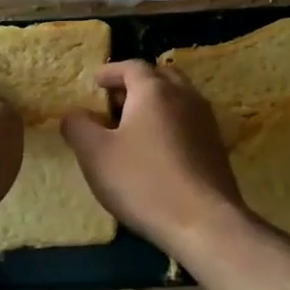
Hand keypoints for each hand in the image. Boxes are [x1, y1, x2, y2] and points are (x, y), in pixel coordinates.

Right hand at [61, 60, 247, 258]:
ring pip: (178, 99)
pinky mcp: (216, 148)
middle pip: (161, 77)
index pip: (132, 66)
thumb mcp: (95, 154)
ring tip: (133, 126)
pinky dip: (170, 124)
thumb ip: (78, 127)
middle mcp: (185, 97)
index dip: (110, 72)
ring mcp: (206, 122)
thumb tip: (73, 114)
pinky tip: (156, 150)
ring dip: (155, 104)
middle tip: (115, 101)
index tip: (95, 83)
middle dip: (136, 84)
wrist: (204, 223)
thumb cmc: (143, 181)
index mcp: (154, 91)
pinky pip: (189, 122)